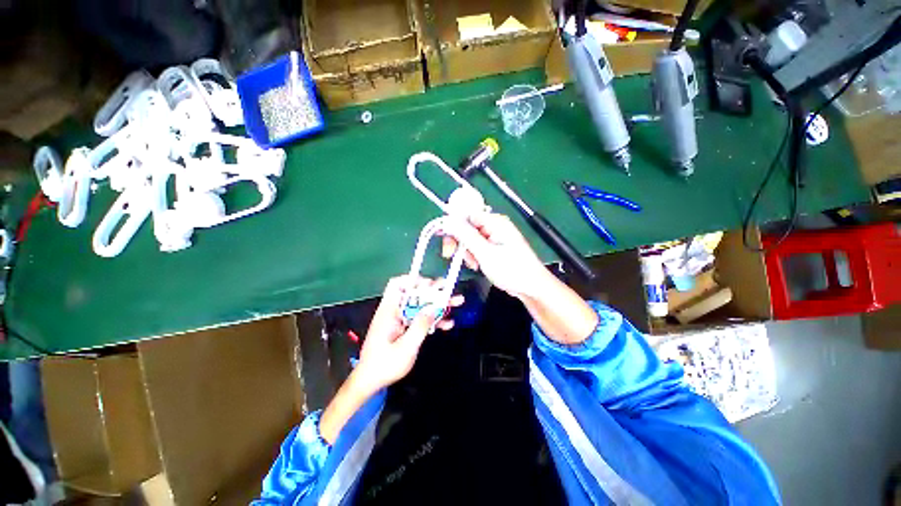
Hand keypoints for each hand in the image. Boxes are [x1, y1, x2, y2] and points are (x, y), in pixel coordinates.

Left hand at [355, 275, 462, 391]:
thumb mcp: (406, 347)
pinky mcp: (404, 329)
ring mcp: (400, 320)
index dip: (413, 280)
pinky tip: (448, 323)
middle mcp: (394, 312)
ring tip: (457, 303)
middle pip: (414, 295)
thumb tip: (433, 308)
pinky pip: (420, 319)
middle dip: (433, 292)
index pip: (397, 285)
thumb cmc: (384, 365)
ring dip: (437, 305)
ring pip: (420, 306)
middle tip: (450, 291)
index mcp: (389, 311)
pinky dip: (433, 320)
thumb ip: (420, 326)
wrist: (370, 382)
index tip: (430, 285)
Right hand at [440, 213, 550, 298]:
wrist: (531, 287)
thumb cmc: (511, 270)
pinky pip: (478, 246)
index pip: (467, 214)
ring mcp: (495, 236)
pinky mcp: (495, 247)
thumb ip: (466, 236)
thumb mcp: (485, 253)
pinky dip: (474, 255)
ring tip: (473, 264)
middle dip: (459, 241)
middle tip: (451, 255)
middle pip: (467, 226)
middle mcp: (495, 225)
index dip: (453, 225)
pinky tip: (477, 265)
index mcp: (495, 222)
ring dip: (466, 251)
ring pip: (471, 238)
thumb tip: (449, 221)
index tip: (445, 239)